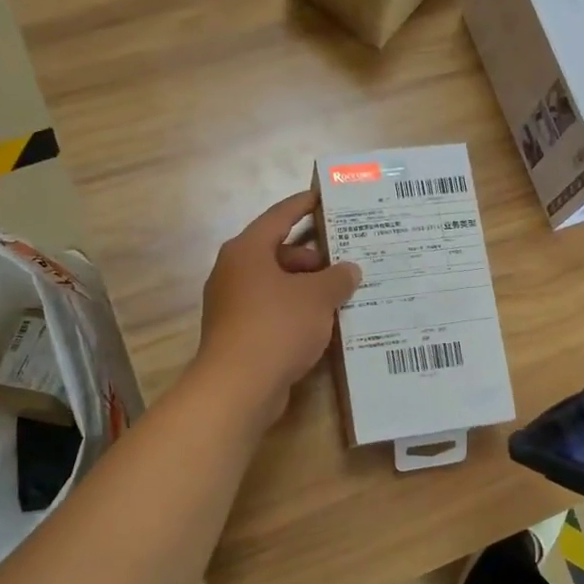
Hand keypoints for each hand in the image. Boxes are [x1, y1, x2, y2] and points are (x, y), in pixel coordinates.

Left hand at [195, 190, 361, 425]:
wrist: (239, 386)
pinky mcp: (238, 333)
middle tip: (347, 261)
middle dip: (313, 257)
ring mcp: (233, 304)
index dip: (302, 205)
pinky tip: (323, 323)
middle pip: (278, 253)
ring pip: (277, 285)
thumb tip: (350, 270)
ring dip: (307, 288)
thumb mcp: (317, 297)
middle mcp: (234, 272)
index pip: (279, 217)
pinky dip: (296, 311)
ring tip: (342, 294)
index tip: (322, 197)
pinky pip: (272, 311)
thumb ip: (337, 278)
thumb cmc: (277, 326)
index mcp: (248, 251)